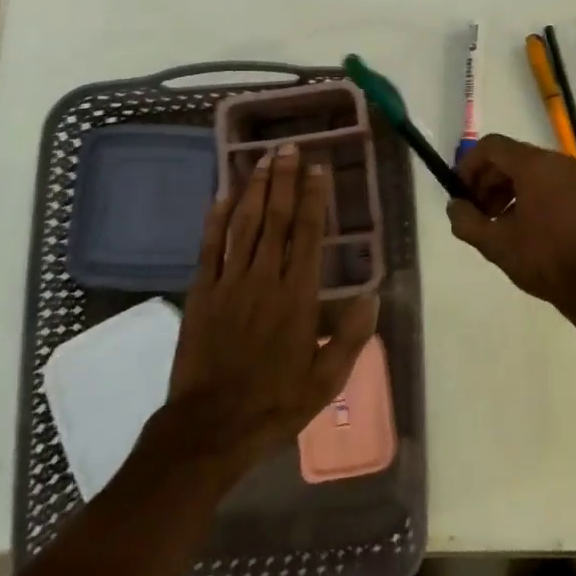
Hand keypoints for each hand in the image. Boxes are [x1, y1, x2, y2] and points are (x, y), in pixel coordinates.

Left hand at [160, 143, 378, 473]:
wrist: (210, 428)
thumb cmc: (274, 403)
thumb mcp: (325, 381)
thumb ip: (351, 338)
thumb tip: (373, 297)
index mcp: (298, 298)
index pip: (308, 235)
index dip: (313, 198)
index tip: (317, 169)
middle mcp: (265, 280)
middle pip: (275, 219)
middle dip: (283, 180)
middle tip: (288, 147)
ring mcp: (230, 283)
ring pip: (244, 225)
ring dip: (254, 188)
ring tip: (262, 158)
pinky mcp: (202, 293)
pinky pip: (209, 247)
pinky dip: (215, 219)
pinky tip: (221, 195)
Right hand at [447, 134, 575, 316]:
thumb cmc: (544, 259)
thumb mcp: (495, 244)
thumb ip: (466, 220)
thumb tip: (455, 206)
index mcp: (535, 165)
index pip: (491, 146)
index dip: (468, 166)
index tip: (459, 193)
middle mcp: (556, 162)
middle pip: (510, 157)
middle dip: (486, 181)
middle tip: (475, 212)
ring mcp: (574, 177)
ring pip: (528, 171)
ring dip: (505, 190)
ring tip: (495, 224)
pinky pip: (547, 183)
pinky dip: (527, 195)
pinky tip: (520, 228)